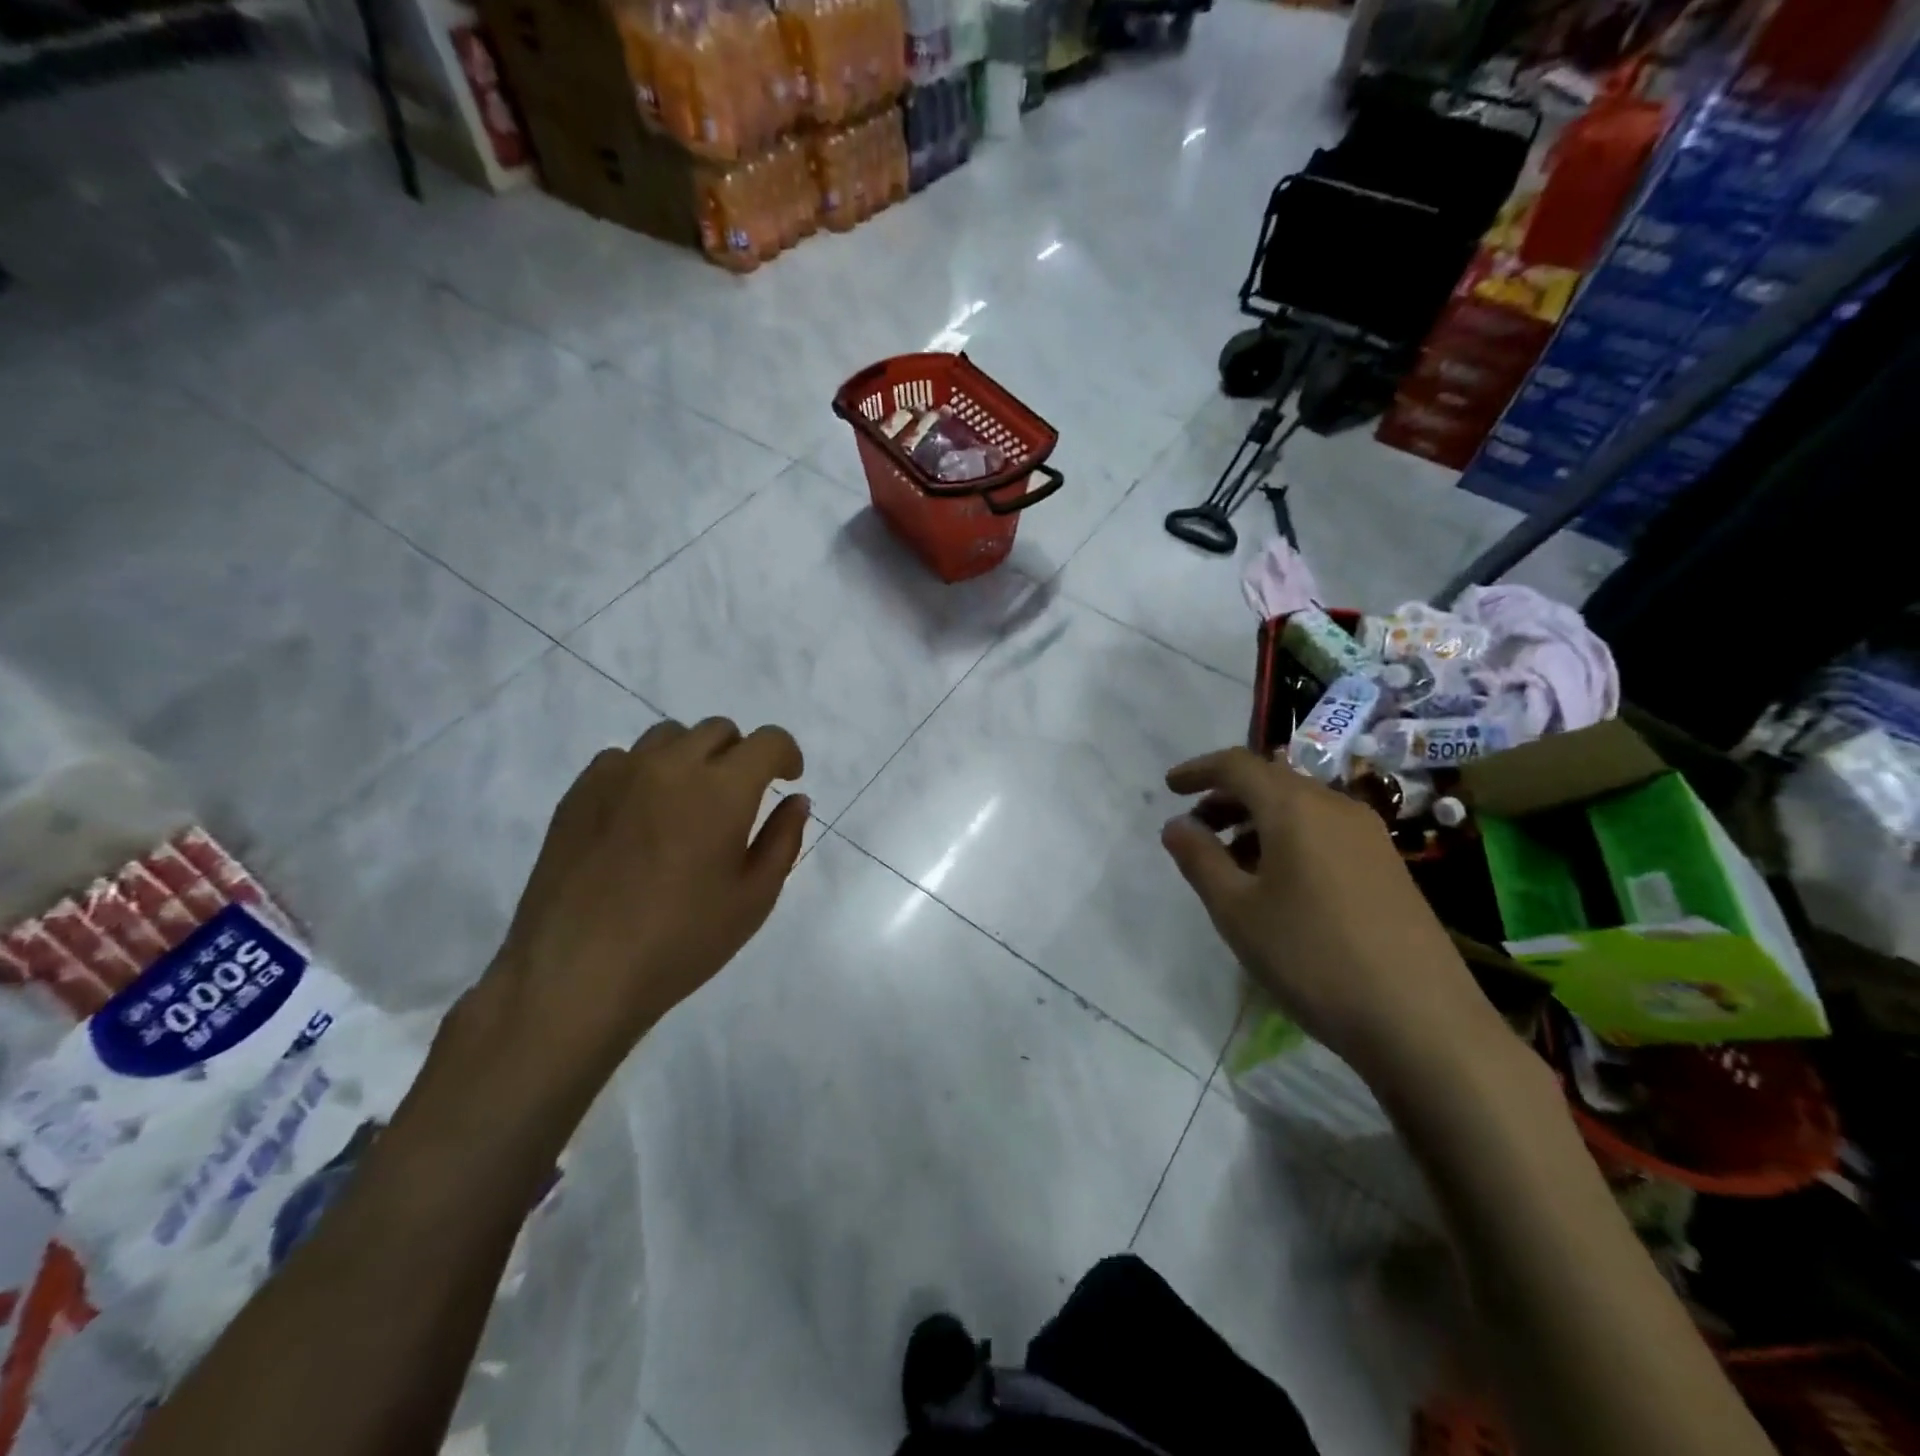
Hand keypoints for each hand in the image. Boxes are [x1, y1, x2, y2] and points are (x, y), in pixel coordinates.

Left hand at [470, 717, 807, 1099]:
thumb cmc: (680, 942)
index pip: (767, 741)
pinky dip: (645, 773)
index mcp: (722, 790)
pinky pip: (623, 758)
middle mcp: (672, 766)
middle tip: (738, 799)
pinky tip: (641, 818)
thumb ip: (782, 840)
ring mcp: (619, 773)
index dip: (786, 754)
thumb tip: (796, 800)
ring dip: (693, 758)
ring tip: (688, 804)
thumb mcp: (753, 899)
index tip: (786, 780)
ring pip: (669, 737)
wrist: (577, 974)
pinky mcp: (579, 791)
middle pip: (718, 730)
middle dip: (740, 755)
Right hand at [1160, 747, 1499, 1083]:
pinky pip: (1324, 831)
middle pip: (1271, 782)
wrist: (1422, 1022)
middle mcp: (1336, 807)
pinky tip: (1277, 883)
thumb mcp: (1237, 911)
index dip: (1198, 770)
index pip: (1237, 765)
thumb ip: (1199, 860)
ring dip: (1256, 821)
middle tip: (1195, 831)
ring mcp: (1369, 836)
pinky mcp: (1388, 866)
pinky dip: (1288, 839)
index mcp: (1295, 807)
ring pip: (1299, 807)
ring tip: (1230, 862)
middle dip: (1226, 798)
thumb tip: (1176, 825)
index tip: (1169, 787)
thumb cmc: (1312, 957)